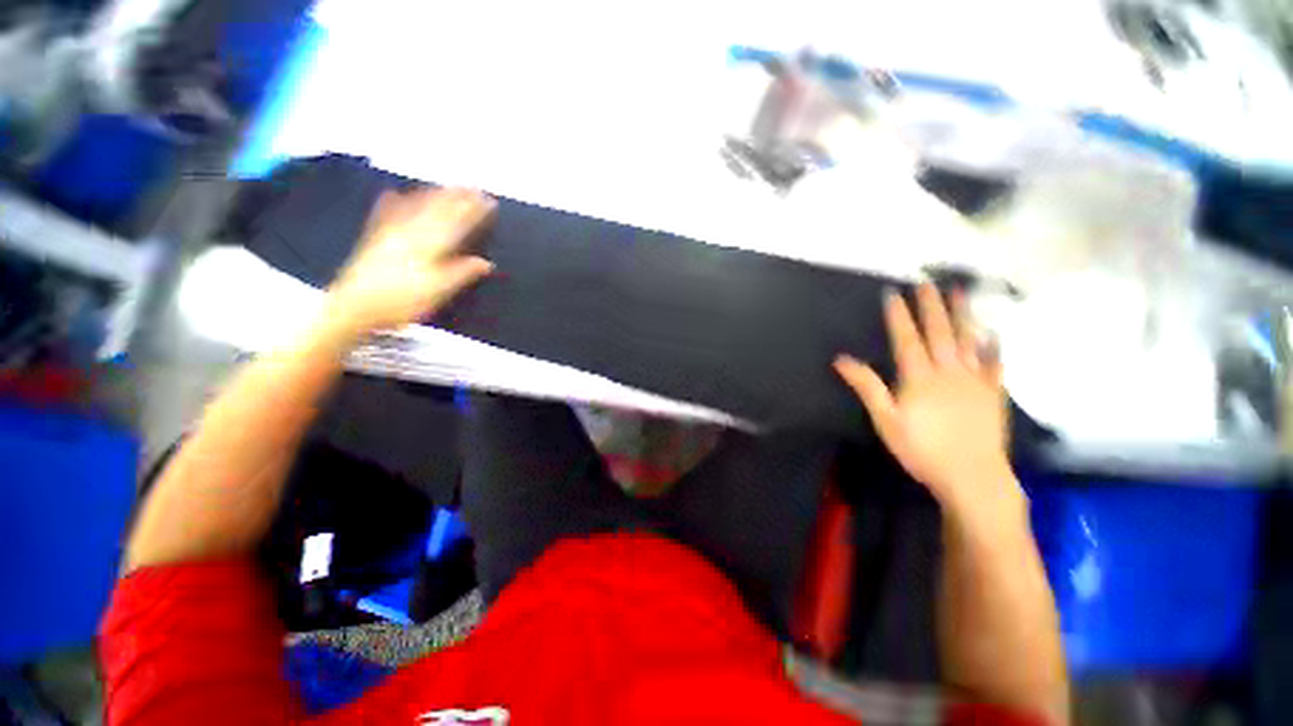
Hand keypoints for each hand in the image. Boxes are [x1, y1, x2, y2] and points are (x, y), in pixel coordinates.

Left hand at [325, 188, 494, 336]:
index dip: (474, 211)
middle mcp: (411, 234)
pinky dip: (392, 203)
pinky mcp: (375, 240)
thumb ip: (462, 273)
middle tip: (472, 186)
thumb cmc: (401, 303)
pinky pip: (386, 215)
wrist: (354, 307)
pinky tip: (394, 193)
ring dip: (432, 194)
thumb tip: (487, 263)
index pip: (458, 224)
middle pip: (438, 210)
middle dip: (457, 197)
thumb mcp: (438, 291)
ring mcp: (391, 234)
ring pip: (415, 208)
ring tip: (444, 185)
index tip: (488, 200)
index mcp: (430, 247)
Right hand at [835, 283, 1021, 522]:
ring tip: (960, 292)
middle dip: (931, 306)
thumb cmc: (921, 449)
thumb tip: (841, 359)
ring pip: (969, 340)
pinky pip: (996, 364)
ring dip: (963, 314)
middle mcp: (949, 371)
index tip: (894, 293)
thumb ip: (866, 386)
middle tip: (928, 282)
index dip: (898, 315)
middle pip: (939, 332)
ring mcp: (976, 380)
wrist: (972, 477)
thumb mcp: (885, 419)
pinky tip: (994, 334)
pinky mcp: (994, 393)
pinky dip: (994, 347)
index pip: (906, 338)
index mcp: (919, 377)